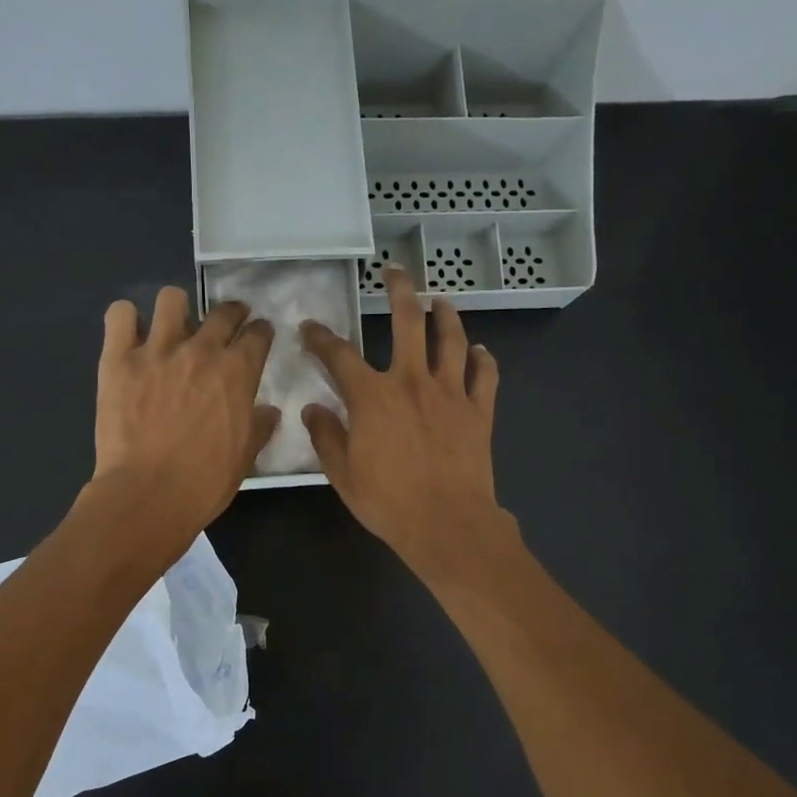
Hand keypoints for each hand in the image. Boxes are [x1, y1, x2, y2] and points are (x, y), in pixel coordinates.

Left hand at [92, 285, 278, 545]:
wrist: (148, 495)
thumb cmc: (204, 483)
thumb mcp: (245, 457)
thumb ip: (258, 427)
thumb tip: (268, 411)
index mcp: (237, 373)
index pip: (258, 334)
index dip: (261, 332)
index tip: (258, 337)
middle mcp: (201, 351)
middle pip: (222, 311)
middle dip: (231, 314)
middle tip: (226, 325)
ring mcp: (157, 350)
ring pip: (172, 298)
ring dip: (177, 310)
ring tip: (173, 328)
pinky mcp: (118, 359)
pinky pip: (120, 315)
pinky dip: (126, 320)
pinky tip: (130, 336)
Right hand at [300, 267, 512, 580]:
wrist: (447, 524)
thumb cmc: (388, 502)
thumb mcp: (342, 474)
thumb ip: (326, 436)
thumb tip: (313, 408)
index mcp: (372, 396)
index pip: (339, 355)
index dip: (321, 338)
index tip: (310, 328)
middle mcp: (412, 381)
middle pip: (408, 321)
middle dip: (399, 290)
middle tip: (395, 272)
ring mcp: (450, 392)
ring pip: (452, 339)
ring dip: (445, 315)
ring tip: (440, 301)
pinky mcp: (479, 410)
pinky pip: (485, 373)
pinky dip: (482, 357)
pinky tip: (479, 350)